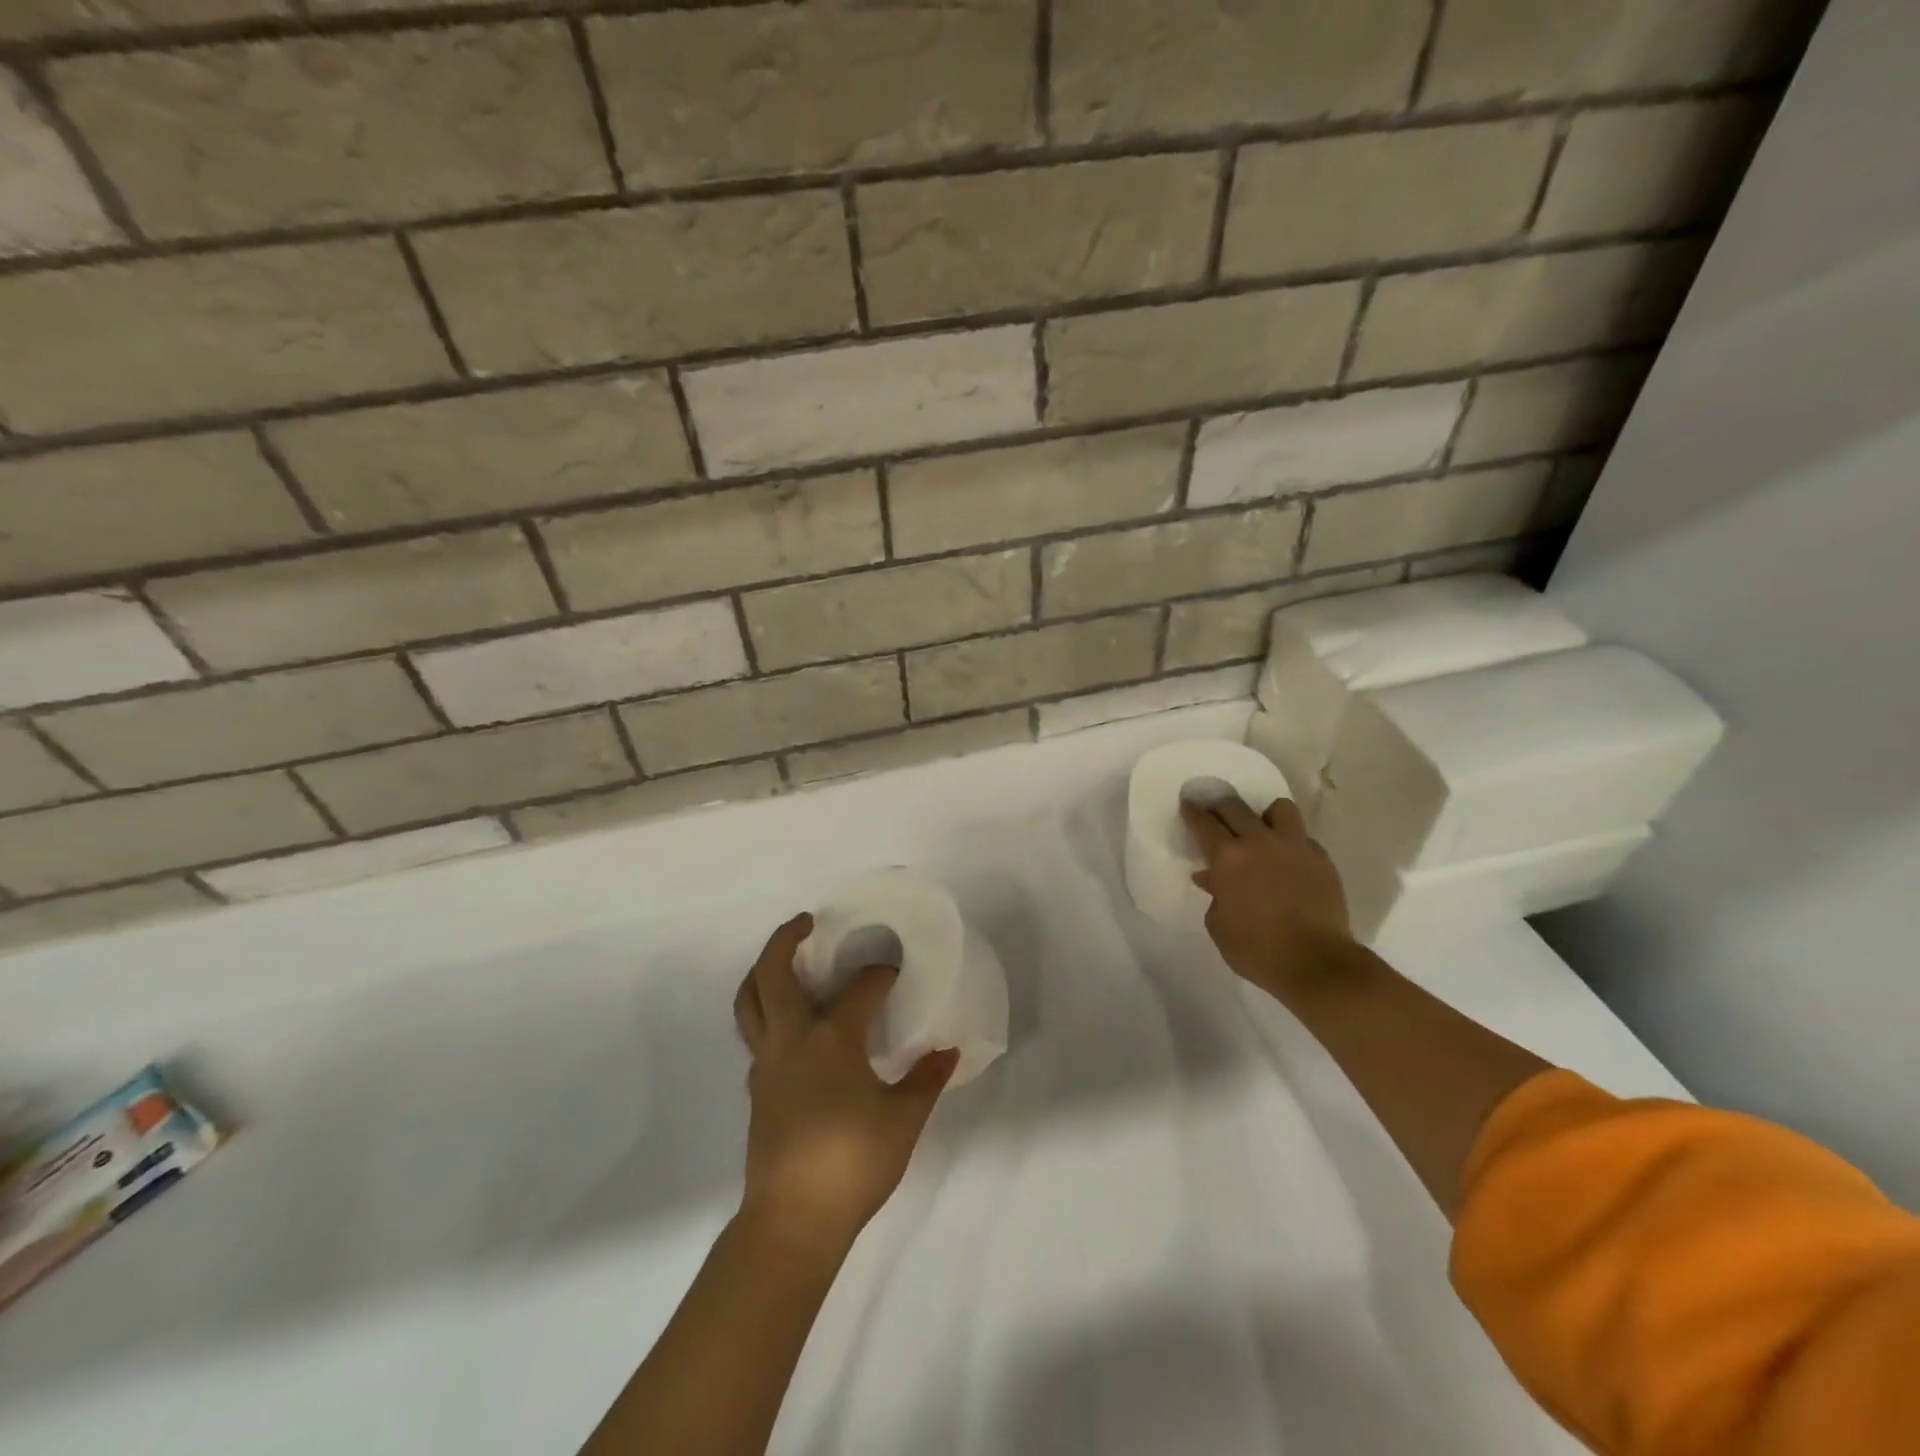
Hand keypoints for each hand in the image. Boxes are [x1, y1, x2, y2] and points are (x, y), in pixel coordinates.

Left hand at [731, 914, 957, 1257]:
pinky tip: (793, 1026)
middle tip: (806, 923)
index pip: (859, 989)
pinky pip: (755, 1033)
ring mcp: (767, 1063)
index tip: (895, 969)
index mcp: (831, 1039)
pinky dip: (766, 1011)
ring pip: (750, 1001)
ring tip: (784, 960)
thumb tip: (948, 1051)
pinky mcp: (757, 1088)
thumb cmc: (852, 1163)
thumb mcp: (903, 1120)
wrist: (792, 1221)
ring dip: (762, 972)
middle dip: (786, 940)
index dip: (880, 974)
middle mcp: (792, 1040)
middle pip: (773, 974)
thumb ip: (926, 1080)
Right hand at [1181, 795, 1359, 1006]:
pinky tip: (1288, 861)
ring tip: (1261, 830)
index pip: (1204, 823)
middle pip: (1235, 806)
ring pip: (1279, 809)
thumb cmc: (1258, 950)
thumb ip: (1214, 895)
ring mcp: (1294, 847)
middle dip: (1219, 805)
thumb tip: (1211, 878)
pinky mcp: (1322, 860)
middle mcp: (1259, 842)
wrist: (1317, 964)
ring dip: (1264, 815)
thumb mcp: (1219, 926)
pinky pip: (1303, 838)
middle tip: (1214, 811)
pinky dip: (1291, 844)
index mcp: (1228, 857)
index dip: (1193, 812)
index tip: (1188, 805)